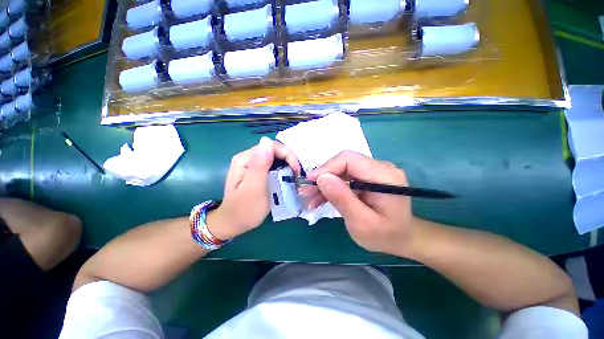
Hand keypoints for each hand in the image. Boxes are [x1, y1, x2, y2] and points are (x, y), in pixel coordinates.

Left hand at [208, 137, 299, 239]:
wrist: (233, 223)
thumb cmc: (244, 209)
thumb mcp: (253, 188)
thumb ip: (259, 165)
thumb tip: (267, 141)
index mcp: (245, 159)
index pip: (271, 146)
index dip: (287, 155)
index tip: (296, 171)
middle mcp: (248, 158)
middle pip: (274, 150)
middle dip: (289, 160)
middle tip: (296, 175)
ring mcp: (252, 164)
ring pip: (275, 157)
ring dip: (287, 165)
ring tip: (293, 177)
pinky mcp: (256, 171)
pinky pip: (273, 165)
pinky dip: (282, 169)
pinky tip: (286, 178)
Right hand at [301, 151, 414, 254]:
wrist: (401, 237)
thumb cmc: (385, 235)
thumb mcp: (361, 223)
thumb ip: (342, 199)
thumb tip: (321, 178)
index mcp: (385, 176)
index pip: (350, 160)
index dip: (327, 168)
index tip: (310, 182)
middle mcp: (381, 167)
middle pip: (344, 163)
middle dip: (322, 177)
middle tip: (306, 192)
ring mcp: (373, 171)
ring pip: (341, 170)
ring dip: (324, 183)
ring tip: (310, 199)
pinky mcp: (367, 177)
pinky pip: (344, 177)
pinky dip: (331, 187)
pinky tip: (320, 198)